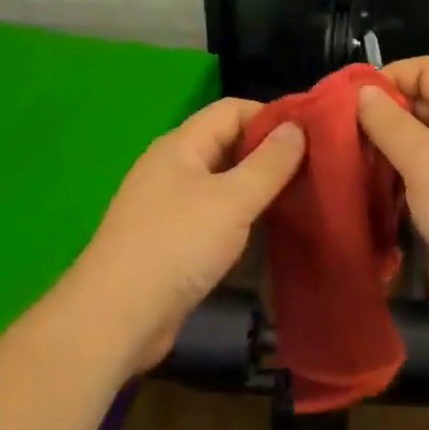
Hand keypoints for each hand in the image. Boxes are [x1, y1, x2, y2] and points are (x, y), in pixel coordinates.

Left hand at [70, 99, 305, 375]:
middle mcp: (173, 167)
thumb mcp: (233, 200)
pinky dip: (240, 217)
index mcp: (181, 145)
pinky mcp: (171, 241)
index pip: (232, 110)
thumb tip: (297, 127)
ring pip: (222, 182)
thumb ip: (269, 163)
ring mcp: (169, 205)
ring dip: (257, 188)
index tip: (310, 134)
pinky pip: (214, 215)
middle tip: (313, 167)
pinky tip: (268, 231)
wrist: (115, 319)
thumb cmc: (176, 245)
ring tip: (300, 197)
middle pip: (228, 144)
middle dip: (268, 153)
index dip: (271, 116)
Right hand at [356, 57, 428, 325]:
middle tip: (347, 135)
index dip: (391, 75)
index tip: (354, 100)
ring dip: (394, 148)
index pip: (428, 68)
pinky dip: (408, 176)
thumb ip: (389, 123)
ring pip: (426, 140)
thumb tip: (363, 91)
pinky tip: (383, 193)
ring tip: (358, 163)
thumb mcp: (423, 160)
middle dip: (386, 114)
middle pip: (425, 102)